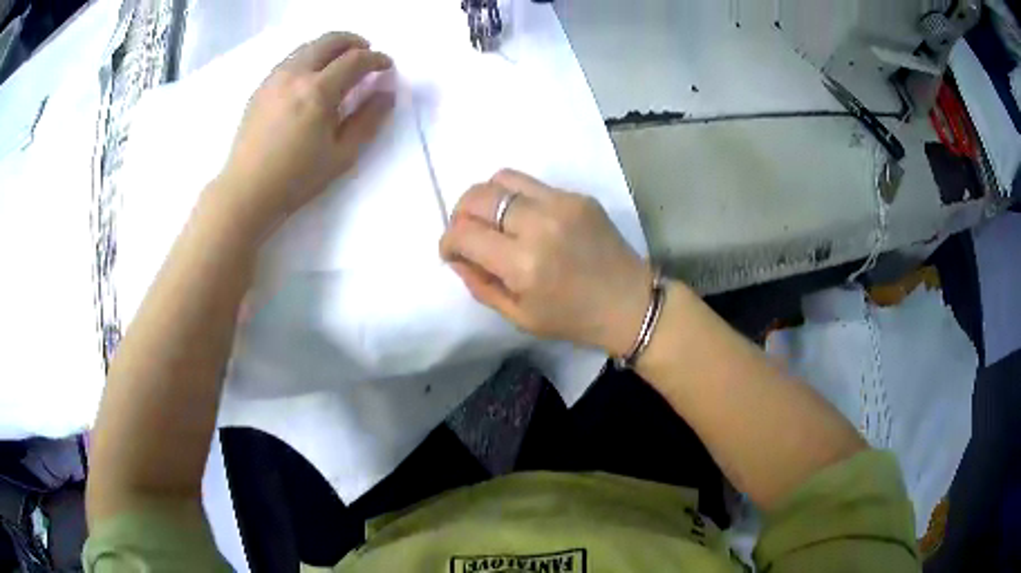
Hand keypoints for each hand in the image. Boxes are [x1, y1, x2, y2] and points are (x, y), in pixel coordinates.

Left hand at [217, 32, 394, 234]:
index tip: (387, 66)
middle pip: (330, 40)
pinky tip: (313, 77)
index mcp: (318, 91)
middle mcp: (295, 74)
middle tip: (366, 54)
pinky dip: (310, 57)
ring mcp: (274, 78)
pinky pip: (291, 59)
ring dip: (330, 47)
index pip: (355, 60)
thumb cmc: (296, 178)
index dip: (377, 59)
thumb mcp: (342, 155)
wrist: (246, 191)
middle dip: (354, 42)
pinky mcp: (261, 87)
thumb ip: (368, 120)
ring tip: (341, 63)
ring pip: (309, 46)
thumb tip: (386, 93)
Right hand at [439, 170, 652, 355]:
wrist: (630, 302)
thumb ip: (480, 285)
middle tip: (468, 232)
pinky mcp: (578, 196)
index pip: (464, 234)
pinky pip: (532, 186)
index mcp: (524, 264)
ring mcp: (562, 203)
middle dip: (460, 213)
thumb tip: (457, 257)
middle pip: (478, 195)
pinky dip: (517, 200)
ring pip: (502, 178)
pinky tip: (527, 222)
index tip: (452, 252)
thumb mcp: (519, 316)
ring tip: (494, 221)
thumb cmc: (573, 319)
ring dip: (487, 198)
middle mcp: (540, 224)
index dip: (448, 242)